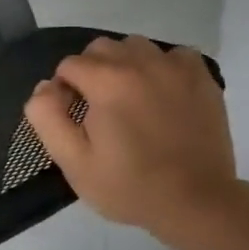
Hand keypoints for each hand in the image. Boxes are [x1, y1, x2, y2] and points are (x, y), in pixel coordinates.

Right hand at [24, 35, 237, 234]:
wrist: (197, 204)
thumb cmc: (129, 186)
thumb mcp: (73, 161)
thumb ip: (47, 116)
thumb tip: (46, 85)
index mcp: (106, 82)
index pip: (69, 65)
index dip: (65, 90)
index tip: (75, 118)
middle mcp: (140, 63)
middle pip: (100, 48)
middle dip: (91, 72)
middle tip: (99, 108)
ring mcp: (175, 68)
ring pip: (135, 46)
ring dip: (125, 65)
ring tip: (130, 98)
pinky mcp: (202, 78)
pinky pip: (173, 55)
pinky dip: (162, 67)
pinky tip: (161, 93)